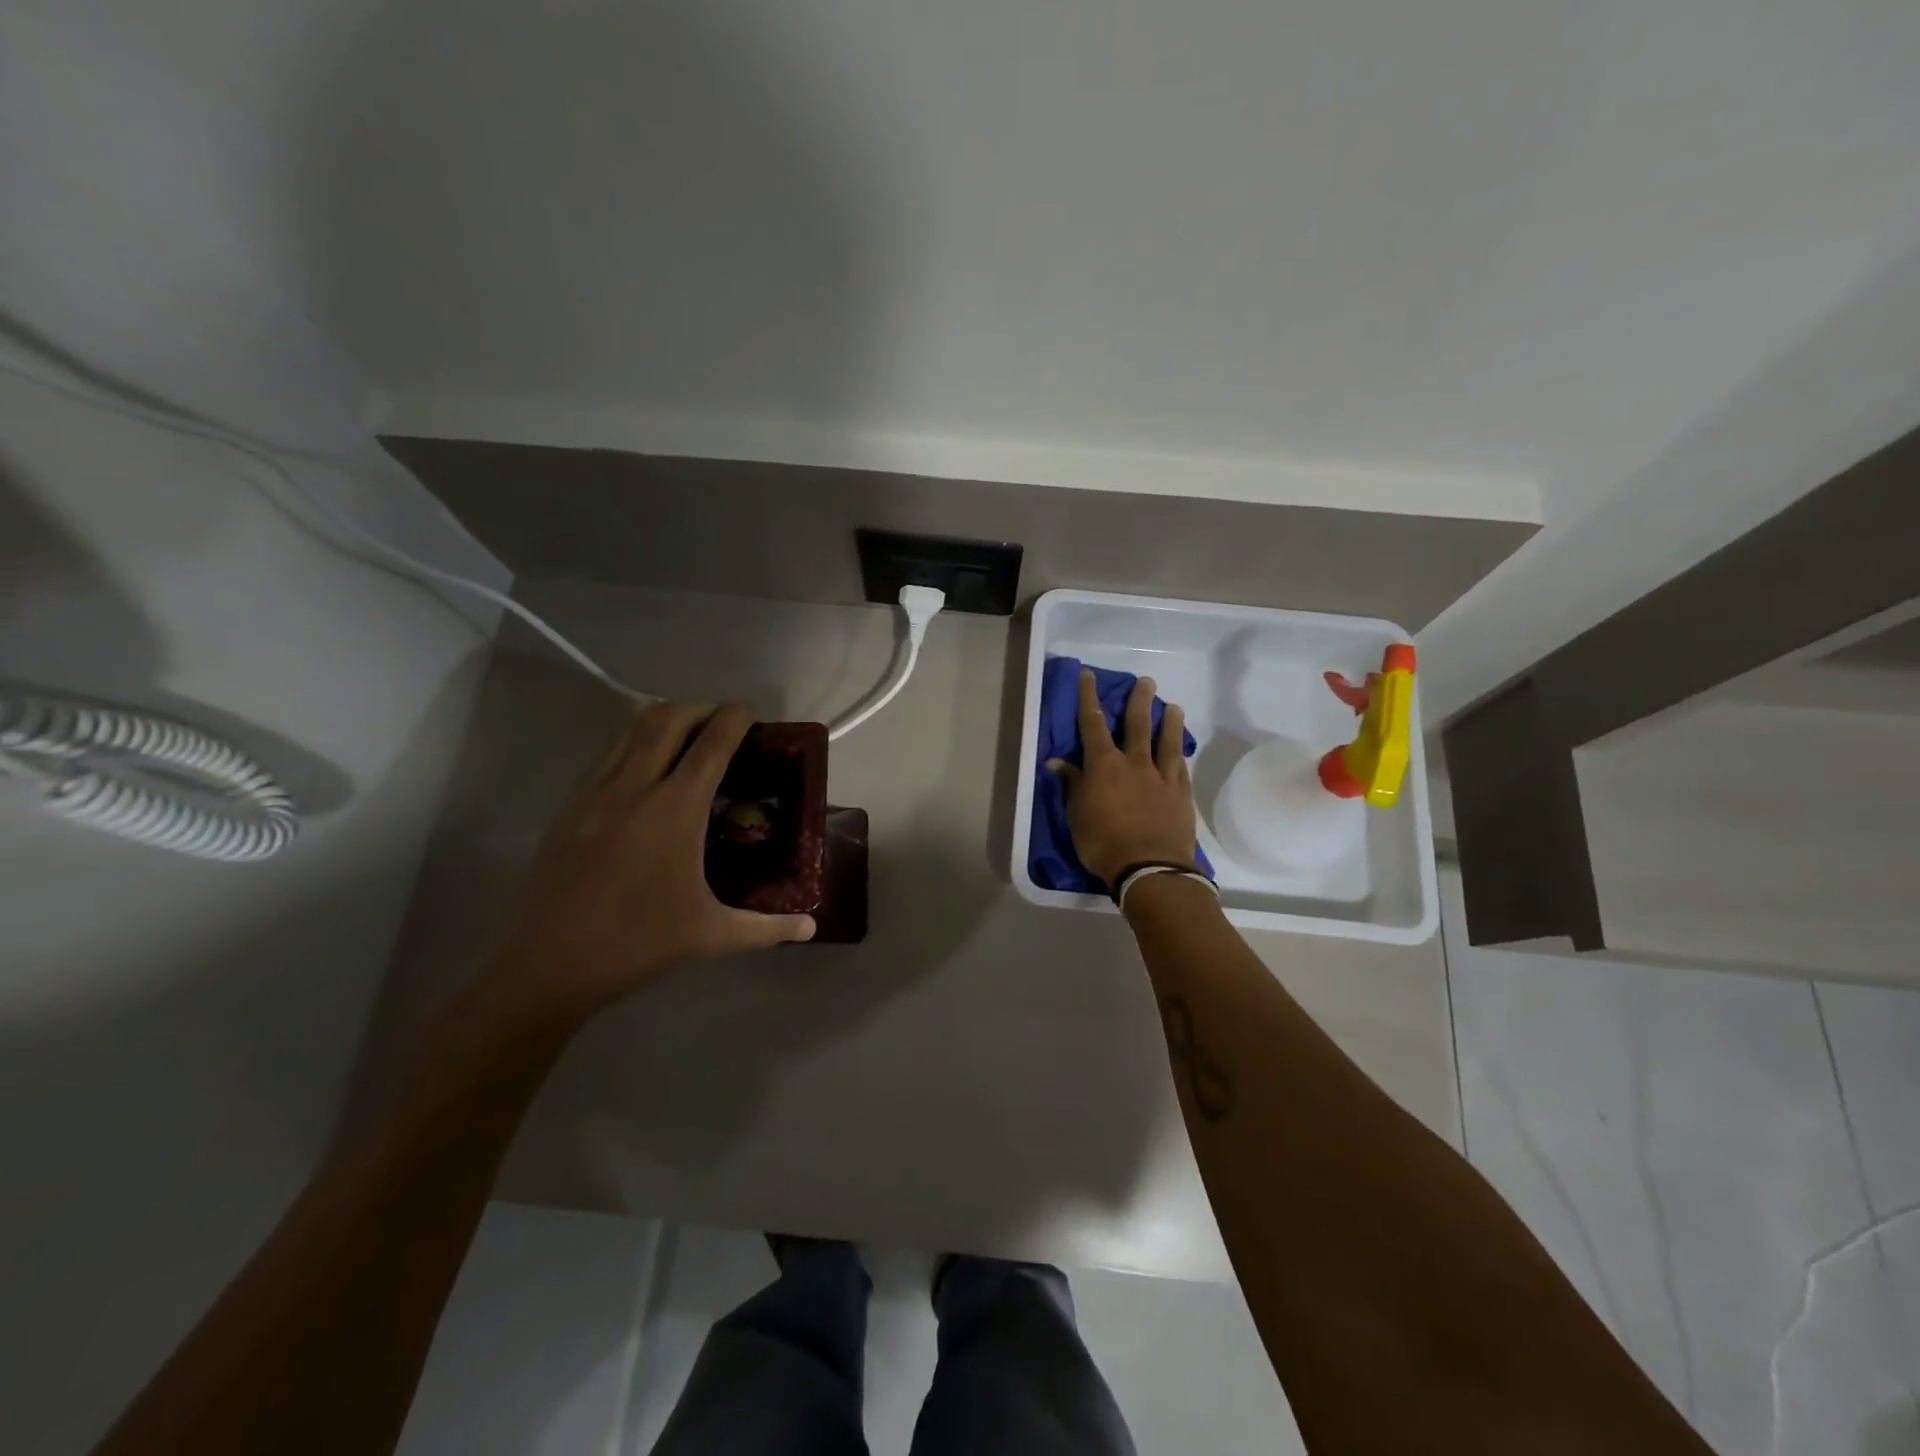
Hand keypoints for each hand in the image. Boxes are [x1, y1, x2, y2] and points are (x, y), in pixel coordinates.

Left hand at [487, 701, 815, 1027]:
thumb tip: (811, 928)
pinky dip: (632, 741)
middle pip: (668, 719)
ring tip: (687, 731)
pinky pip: (607, 753)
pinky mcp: (570, 807)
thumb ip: (768, 928)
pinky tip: (644, 766)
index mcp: (676, 809)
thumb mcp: (712, 936)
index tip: (750, 709)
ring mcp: (596, 793)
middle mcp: (635, 787)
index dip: (734, 718)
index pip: (712, 744)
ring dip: (664, 718)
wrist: (548, 965)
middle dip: (700, 707)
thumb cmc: (638, 943)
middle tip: (723, 719)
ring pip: (630, 729)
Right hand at [1049, 669, 1200, 885]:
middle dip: (1139, 700)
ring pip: (1166, 741)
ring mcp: (1161, 777)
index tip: (1089, 675)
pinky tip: (1181, 749)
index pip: (1092, 723)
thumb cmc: (1103, 842)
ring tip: (1173, 707)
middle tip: (1146, 682)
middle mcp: (1134, 763)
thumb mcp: (1076, 815)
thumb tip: (1056, 761)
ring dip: (1169, 721)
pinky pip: (1179, 767)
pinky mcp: (1180, 794)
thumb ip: (1072, 784)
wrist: (1149, 867)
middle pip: (1137, 724)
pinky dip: (1179, 754)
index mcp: (1104, 765)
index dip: (1088, 697)